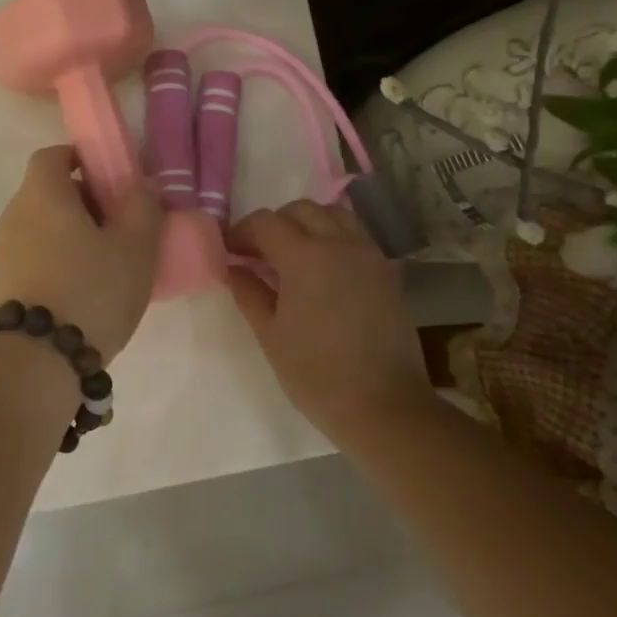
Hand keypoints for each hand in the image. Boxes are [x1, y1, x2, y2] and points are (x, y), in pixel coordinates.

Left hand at [0, 146, 162, 364]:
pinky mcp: (2, 284)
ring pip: (41, 226)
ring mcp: (3, 251)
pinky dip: (57, 259)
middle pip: (48, 191)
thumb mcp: (134, 247)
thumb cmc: (90, 290)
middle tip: (120, 224)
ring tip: (106, 262)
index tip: (112, 179)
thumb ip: (144, 206)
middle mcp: (14, 215)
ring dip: (71, 233)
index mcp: (42, 194)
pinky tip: (83, 289)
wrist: (36, 360)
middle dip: (84, 200)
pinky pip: (33, 255)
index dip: (81, 159)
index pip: (53, 155)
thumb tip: (144, 183)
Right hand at [227, 200, 428, 432]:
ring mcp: (369, 255)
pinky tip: (323, 268)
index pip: (266, 223)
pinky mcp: (387, 272)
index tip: (229, 252)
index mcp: (305, 257)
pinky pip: (356, 235)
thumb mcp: (270, 335)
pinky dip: (334, 237)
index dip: (241, 232)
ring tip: (292, 255)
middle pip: (301, 210)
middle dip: (274, 224)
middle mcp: (340, 244)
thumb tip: (233, 268)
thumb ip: (248, 293)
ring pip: (333, 215)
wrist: (385, 406)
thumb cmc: (317, 374)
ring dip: (307, 224)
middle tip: (258, 253)